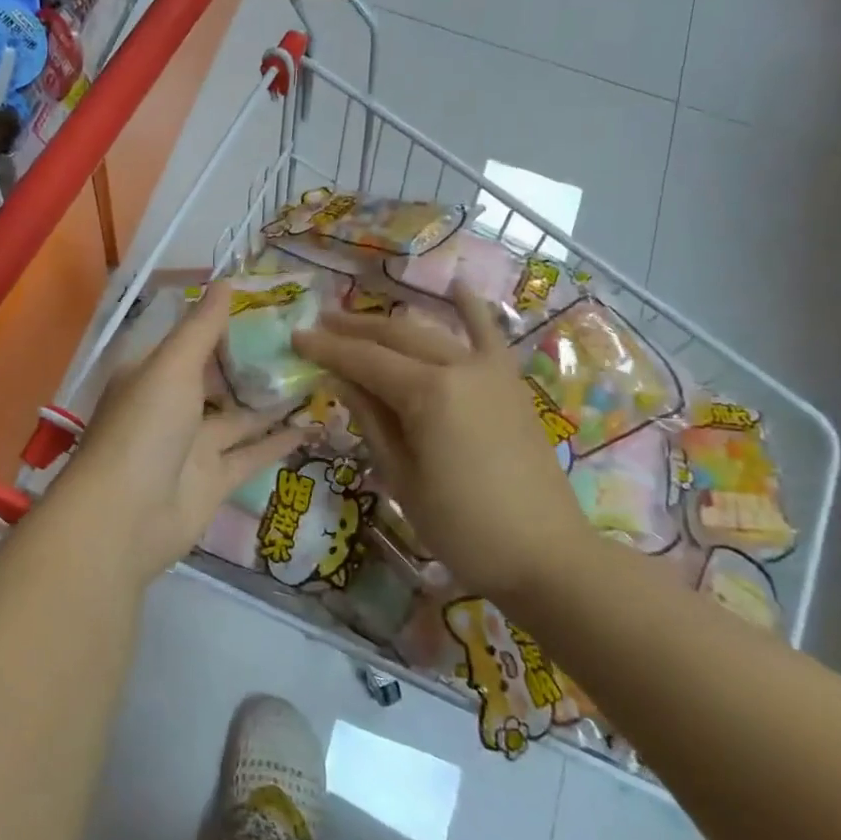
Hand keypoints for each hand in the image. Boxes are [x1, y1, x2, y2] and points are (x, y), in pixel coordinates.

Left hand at [60, 287, 305, 586]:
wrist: (125, 517)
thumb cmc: (144, 427)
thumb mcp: (171, 366)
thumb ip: (202, 327)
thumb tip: (226, 279)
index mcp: (153, 373)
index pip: (194, 340)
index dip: (229, 323)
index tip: (273, 306)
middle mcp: (172, 405)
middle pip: (220, 378)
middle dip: (256, 362)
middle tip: (307, 341)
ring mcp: (193, 445)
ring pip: (240, 416)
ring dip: (273, 400)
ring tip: (319, 375)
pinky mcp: (214, 480)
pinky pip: (251, 454)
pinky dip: (279, 440)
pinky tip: (314, 423)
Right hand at [293, 294, 589, 598]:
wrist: (544, 554)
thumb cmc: (462, 527)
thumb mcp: (401, 478)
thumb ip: (371, 420)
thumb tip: (341, 380)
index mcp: (428, 394)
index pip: (364, 361)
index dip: (327, 349)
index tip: (296, 337)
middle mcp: (459, 367)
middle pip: (396, 337)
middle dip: (353, 329)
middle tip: (319, 325)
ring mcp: (490, 370)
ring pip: (431, 333)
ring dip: (392, 323)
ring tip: (359, 318)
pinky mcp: (510, 383)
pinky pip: (489, 335)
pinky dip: (472, 309)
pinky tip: (457, 285)